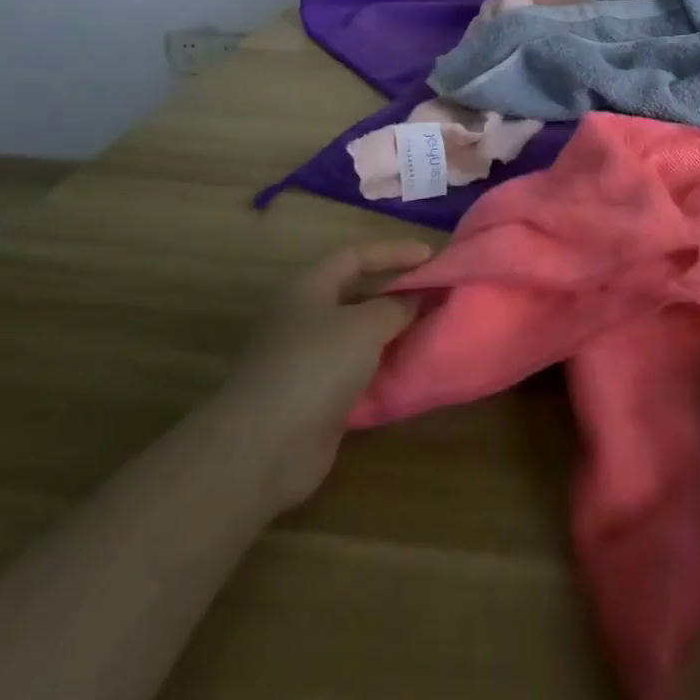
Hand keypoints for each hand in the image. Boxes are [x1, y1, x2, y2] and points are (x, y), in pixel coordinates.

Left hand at [228, 242, 432, 513]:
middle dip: (396, 290)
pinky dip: (381, 366)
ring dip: (391, 330)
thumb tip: (415, 298)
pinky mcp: (314, 394)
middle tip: (435, 291)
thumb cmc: (315, 366)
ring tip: (430, 326)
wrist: (264, 447)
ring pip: (358, 333)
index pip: (357, 255)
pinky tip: (409, 367)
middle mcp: (305, 316)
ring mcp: (307, 357)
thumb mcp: (365, 326)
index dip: (395, 251)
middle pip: (357, 292)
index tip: (433, 256)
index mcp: (309, 287)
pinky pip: (356, 369)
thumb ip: (396, 306)